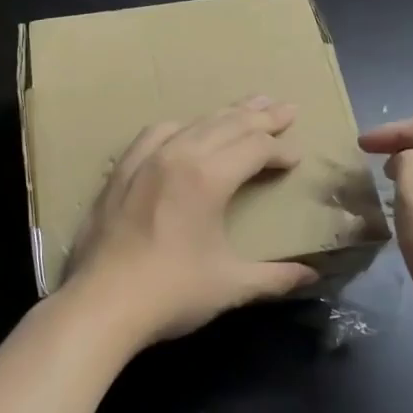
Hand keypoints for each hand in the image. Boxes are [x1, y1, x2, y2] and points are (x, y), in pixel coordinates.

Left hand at [62, 98, 320, 347]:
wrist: (101, 304)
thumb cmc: (171, 293)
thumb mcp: (231, 286)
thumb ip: (275, 277)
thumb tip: (312, 276)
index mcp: (208, 177)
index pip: (255, 148)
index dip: (280, 150)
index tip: (296, 157)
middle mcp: (178, 156)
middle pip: (227, 124)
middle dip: (261, 117)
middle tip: (286, 108)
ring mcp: (145, 160)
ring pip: (193, 124)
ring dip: (224, 115)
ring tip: (246, 107)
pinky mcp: (120, 172)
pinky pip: (154, 135)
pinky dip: (179, 127)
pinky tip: (183, 130)